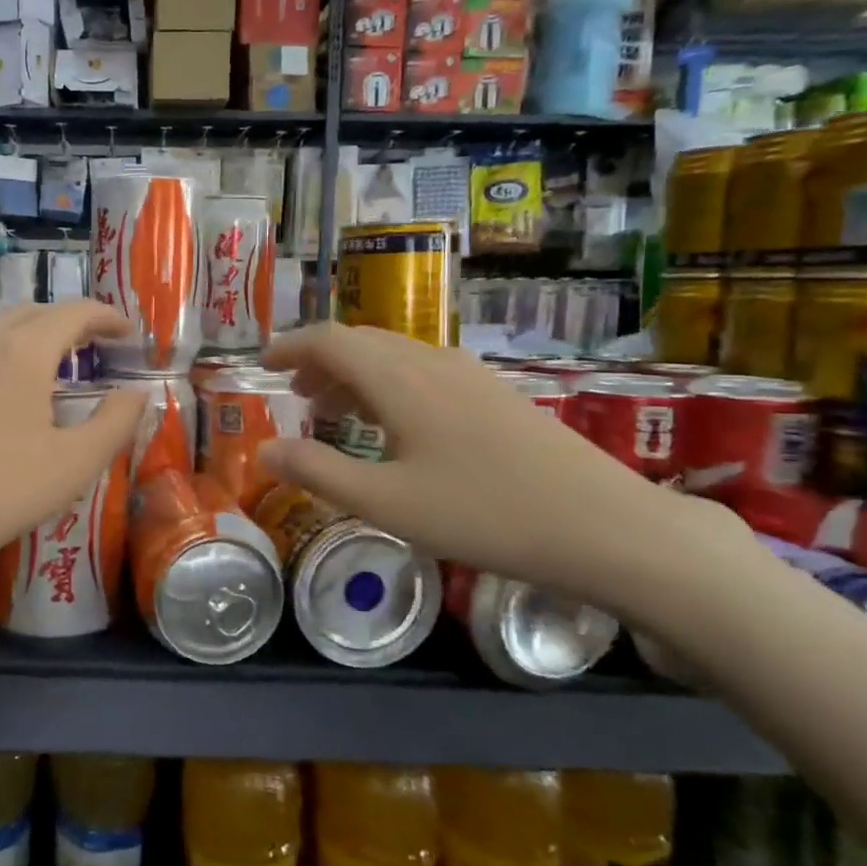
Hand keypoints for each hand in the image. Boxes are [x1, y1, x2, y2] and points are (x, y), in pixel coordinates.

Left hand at [0, 302, 146, 606]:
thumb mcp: (73, 465)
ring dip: (27, 331)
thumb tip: (137, 392)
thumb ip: (115, 422)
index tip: (128, 333)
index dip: (106, 317)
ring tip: (44, 355)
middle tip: (95, 345)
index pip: (74, 313)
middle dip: (70, 322)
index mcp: (26, 352)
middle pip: (34, 313)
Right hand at [255, 324, 737, 614]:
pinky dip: (387, 386)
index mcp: (399, 378)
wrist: (603, 525)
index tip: (262, 364)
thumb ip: (317, 472)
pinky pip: (422, 372)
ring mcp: (468, 376)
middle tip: (293, 393)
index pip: (330, 339)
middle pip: (361, 342)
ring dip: (353, 374)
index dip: (290, 345)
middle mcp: (431, 362)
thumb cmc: (482, 514)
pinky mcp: (493, 395)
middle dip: (319, 361)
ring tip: (331, 411)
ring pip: (393, 357)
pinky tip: (391, 426)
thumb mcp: (385, 502)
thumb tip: (263, 450)